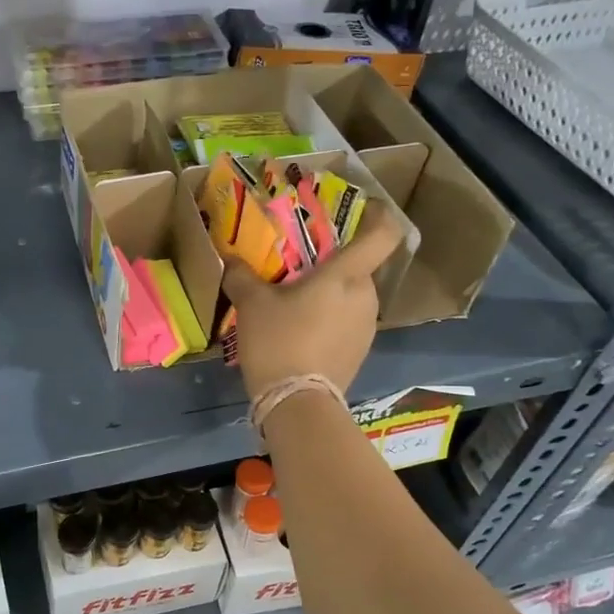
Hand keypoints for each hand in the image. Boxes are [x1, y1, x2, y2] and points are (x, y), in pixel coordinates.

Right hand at [222, 212, 401, 399]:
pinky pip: (347, 323)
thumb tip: (230, 260)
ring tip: (295, 304)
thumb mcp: (252, 304)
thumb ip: (242, 276)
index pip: (383, 234)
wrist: (296, 403)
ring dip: (330, 295)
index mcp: (347, 276)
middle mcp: (366, 296)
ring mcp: (366, 327)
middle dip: (334, 265)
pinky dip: (330, 320)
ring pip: (352, 297)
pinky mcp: (360, 352)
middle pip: (360, 268)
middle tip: (301, 267)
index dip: (379, 216)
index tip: (363, 209)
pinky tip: (301, 332)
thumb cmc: (279, 341)